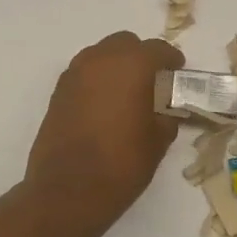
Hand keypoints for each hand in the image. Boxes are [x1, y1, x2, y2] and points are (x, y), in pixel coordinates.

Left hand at [22, 31, 184, 236]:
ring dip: (116, 65)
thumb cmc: (121, 164)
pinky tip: (105, 106)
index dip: (171, 59)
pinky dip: (97, 81)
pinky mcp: (58, 93)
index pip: (157, 49)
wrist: (67, 192)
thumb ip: (166, 116)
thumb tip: (165, 110)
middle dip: (141, 56)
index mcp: (131, 66)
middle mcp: (100, 60)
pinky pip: (84, 74)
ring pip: (101, 55)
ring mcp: (74, 74)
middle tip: (153, 81)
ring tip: (128, 93)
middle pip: (125, 43)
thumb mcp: (158, 141)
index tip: (178, 72)